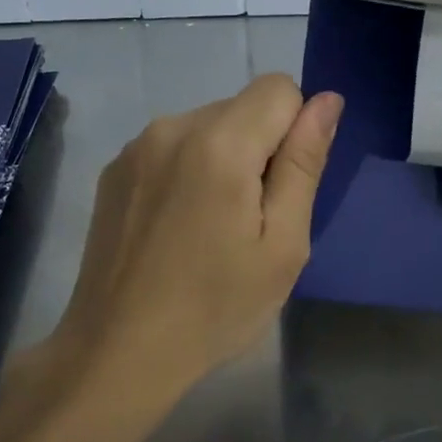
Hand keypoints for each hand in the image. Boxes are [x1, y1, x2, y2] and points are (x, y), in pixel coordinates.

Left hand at [41, 75, 342, 407]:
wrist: (118, 352)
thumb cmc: (215, 307)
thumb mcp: (282, 245)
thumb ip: (304, 163)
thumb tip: (327, 101)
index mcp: (219, 143)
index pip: (280, 88)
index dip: (295, 132)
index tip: (281, 190)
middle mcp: (172, 126)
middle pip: (242, 107)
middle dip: (260, 149)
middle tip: (249, 222)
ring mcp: (136, 147)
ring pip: (207, 126)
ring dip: (224, 160)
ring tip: (210, 228)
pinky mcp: (114, 170)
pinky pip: (172, 147)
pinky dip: (188, 171)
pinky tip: (176, 227)